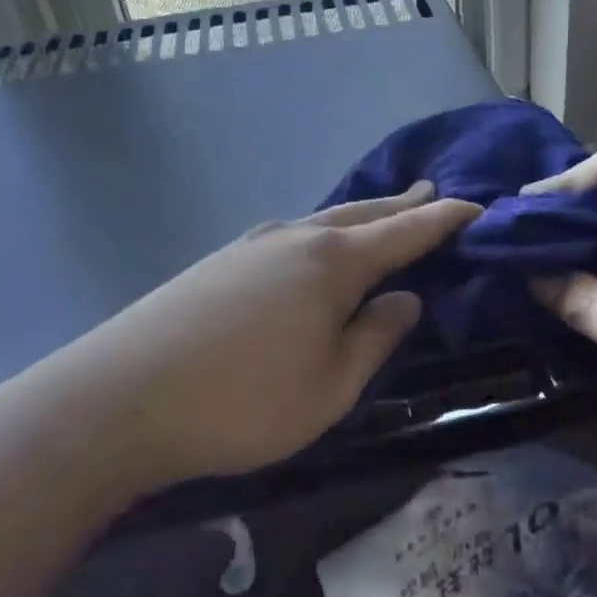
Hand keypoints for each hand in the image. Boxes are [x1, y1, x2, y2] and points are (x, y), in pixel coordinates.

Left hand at [35, 183, 480, 489]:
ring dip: (362, 216)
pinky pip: (292, 234)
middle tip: (433, 193)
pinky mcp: (220, 261)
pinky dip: (323, 231)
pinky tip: (317, 244)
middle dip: (403, 205)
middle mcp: (296, 237)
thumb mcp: (331, 386)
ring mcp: (252, 244)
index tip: (476, 207)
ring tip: (385, 212)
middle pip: (363, 214)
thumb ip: (376, 337)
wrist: (120, 400)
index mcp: (333, 262)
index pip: (406, 232)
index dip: (444, 219)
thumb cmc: (243, 402)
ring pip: (324, 219)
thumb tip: (405, 298)